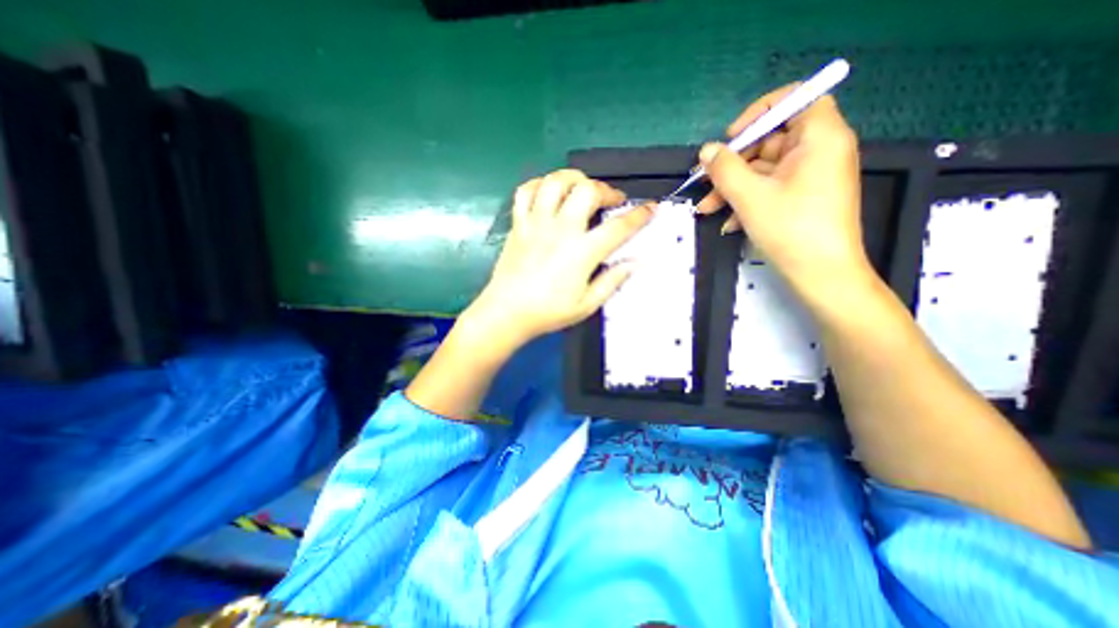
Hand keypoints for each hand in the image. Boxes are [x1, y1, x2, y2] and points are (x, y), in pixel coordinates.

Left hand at [467, 170, 658, 350]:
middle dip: (606, 189)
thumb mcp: (587, 305)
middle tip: (612, 200)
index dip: (639, 216)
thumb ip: (612, 281)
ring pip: (556, 182)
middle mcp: (561, 230)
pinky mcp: (518, 224)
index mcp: (582, 253)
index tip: (650, 208)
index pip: (618, 227)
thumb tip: (635, 262)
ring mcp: (536, 223)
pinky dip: (540, 184)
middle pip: (587, 191)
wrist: (506, 312)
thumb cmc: (548, 312)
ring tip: (582, 188)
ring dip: (574, 178)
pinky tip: (549, 192)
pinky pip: (526, 192)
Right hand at [697, 85, 868, 297]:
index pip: (795, 99)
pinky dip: (747, 201)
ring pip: (764, 171)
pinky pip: (771, 189)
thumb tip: (706, 150)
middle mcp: (819, 151)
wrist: (820, 274)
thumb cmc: (790, 228)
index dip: (759, 113)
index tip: (731, 138)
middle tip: (705, 182)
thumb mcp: (749, 196)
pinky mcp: (802, 198)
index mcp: (819, 137)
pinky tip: (728, 223)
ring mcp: (810, 177)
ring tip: (707, 209)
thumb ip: (725, 168)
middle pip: (771, 141)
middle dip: (733, 164)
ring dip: (733, 188)